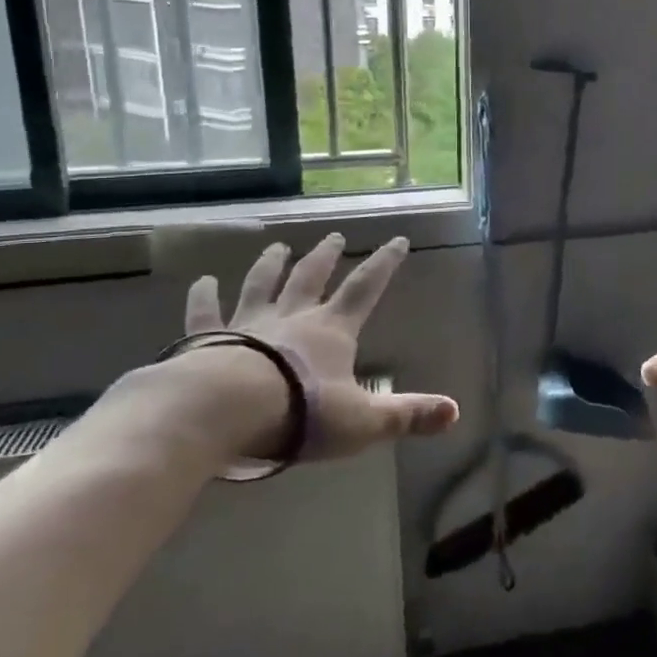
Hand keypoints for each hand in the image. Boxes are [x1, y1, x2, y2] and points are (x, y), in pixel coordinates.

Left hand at [164, 233, 458, 461]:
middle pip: (311, 278)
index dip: (384, 264)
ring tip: (277, 246)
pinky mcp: (207, 341)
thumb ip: (407, 415)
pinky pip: (205, 314)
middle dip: (325, 256)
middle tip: (333, 235)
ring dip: (271, 265)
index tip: (397, 240)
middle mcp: (292, 318)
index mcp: (331, 332)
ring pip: (262, 286)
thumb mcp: (363, 421)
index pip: (365, 289)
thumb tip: (455, 412)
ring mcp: (247, 325)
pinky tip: (201, 282)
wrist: (225, 412)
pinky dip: (203, 297)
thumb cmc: (300, 413)